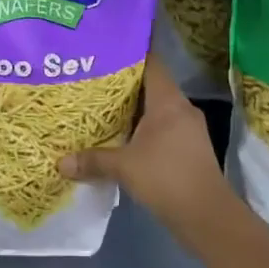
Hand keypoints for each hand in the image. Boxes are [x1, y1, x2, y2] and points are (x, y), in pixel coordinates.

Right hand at [58, 55, 231, 245]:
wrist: (208, 218)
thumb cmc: (167, 178)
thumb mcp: (124, 167)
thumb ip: (93, 160)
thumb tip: (60, 163)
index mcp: (168, 100)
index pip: (151, 62)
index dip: (130, 53)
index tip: (106, 49)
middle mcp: (182, 107)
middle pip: (151, 85)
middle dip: (125, 83)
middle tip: (95, 79)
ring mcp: (189, 129)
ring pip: (157, 108)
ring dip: (134, 109)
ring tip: (103, 107)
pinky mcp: (190, 148)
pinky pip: (163, 127)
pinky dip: (144, 128)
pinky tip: (123, 136)